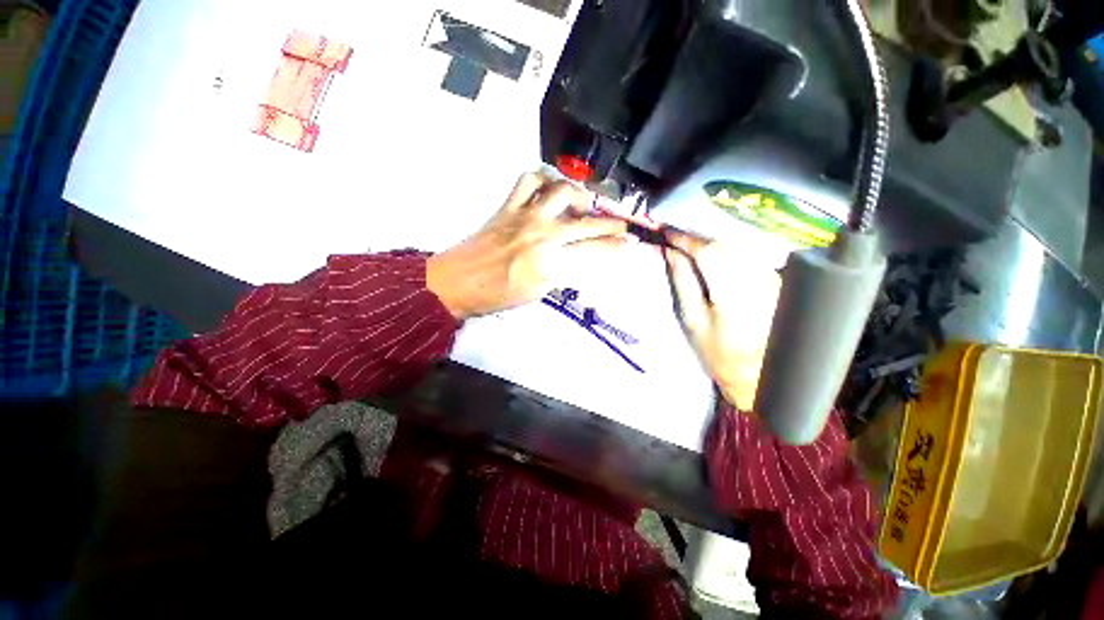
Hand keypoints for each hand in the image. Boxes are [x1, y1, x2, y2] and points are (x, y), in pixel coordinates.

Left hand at [427, 173, 626, 319]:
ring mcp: (525, 215)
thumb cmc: (497, 295)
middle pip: (585, 222)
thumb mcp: (537, 292)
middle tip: (621, 225)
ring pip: (561, 191)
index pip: (592, 252)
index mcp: (550, 262)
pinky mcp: (508, 206)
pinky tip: (549, 189)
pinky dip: (543, 180)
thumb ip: (561, 272)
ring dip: (579, 195)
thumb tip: (579, 259)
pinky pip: (528, 180)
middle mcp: (543, 234)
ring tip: (582, 205)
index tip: (626, 244)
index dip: (613, 247)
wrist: (458, 282)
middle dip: (610, 223)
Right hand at [661, 229, 780, 410]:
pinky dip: (726, 247)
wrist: (762, 375)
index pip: (709, 252)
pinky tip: (712, 251)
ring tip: (688, 241)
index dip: (686, 238)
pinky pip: (747, 252)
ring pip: (738, 243)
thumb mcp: (692, 320)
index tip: (666, 231)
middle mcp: (760, 279)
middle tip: (674, 234)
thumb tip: (671, 252)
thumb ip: (682, 282)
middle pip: (725, 242)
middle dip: (697, 235)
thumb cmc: (720, 354)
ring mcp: (773, 277)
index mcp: (735, 295)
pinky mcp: (777, 278)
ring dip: (711, 238)